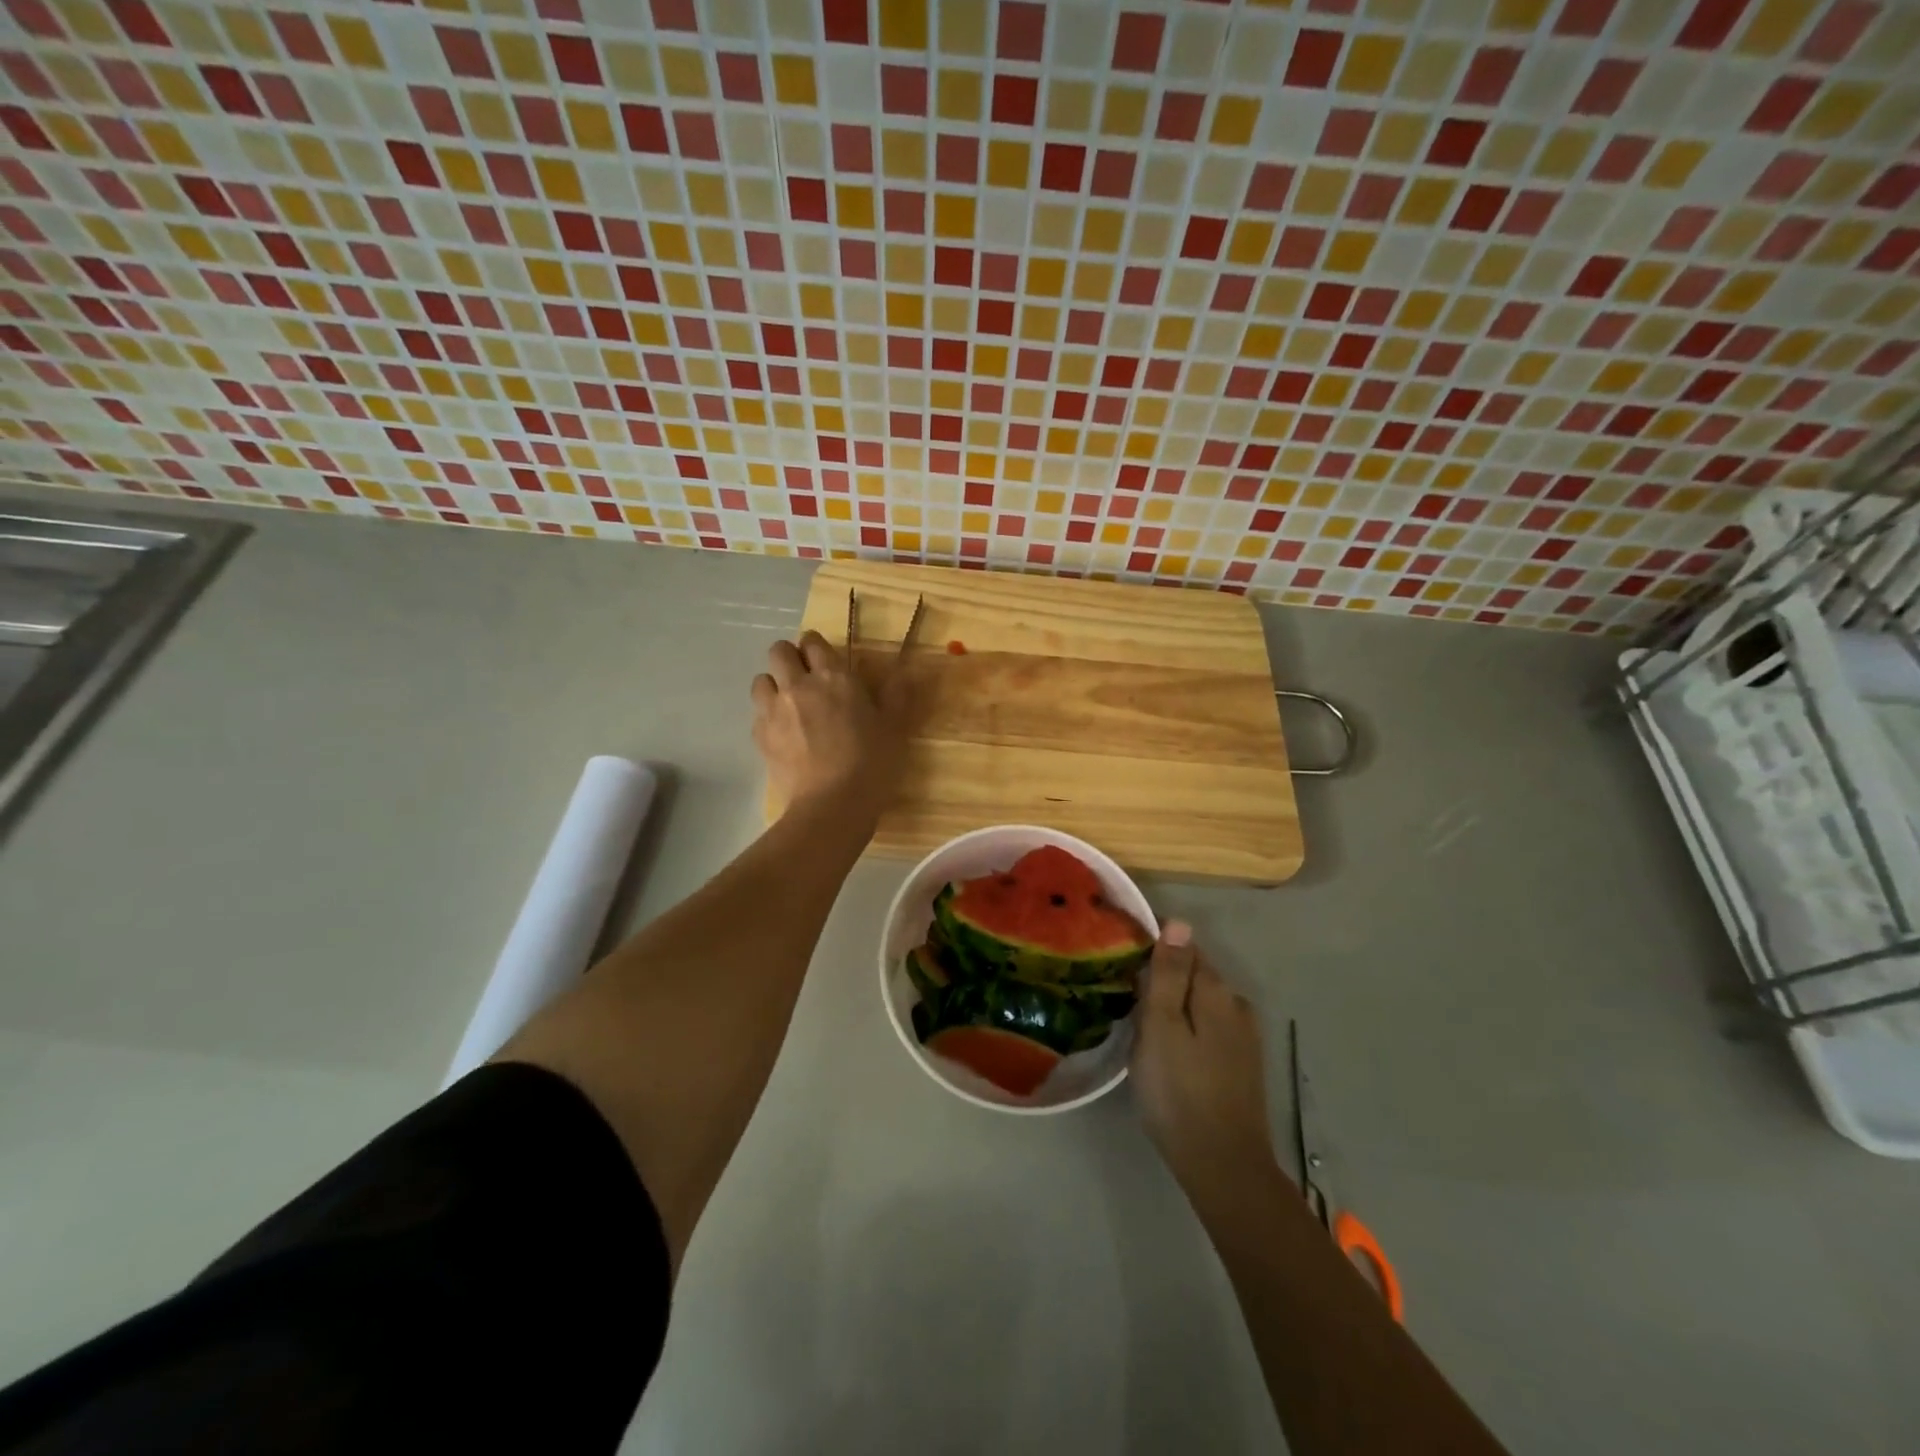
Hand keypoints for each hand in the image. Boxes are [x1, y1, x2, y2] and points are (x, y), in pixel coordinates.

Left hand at [751, 630, 909, 818]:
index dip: (816, 646)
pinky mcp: (760, 737)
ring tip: (790, 705)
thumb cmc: (871, 762)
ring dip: (774, 686)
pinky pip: (757, 714)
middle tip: (806, 679)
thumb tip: (905, 671)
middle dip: (789, 658)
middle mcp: (798, 685)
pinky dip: (767, 717)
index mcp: (833, 676)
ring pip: (761, 680)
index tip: (825, 660)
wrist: (832, 805)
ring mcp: (773, 710)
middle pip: (778, 652)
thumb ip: (897, 695)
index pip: (813, 641)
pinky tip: (783, 734)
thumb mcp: (895, 728)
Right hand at [1131, 922, 1279, 1202]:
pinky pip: (1209, 1026)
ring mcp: (1244, 1036)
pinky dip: (1187, 1026)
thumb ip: (1170, 973)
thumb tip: (1179, 922)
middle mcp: (1237, 1005)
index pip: (1185, 946)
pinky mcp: (1242, 1063)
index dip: (1153, 948)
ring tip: (1139, 1021)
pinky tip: (1168, 1048)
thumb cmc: (1179, 1091)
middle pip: (1194, 974)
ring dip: (1175, 1003)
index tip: (1121, 959)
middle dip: (1162, 976)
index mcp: (1217, 991)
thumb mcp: (1162, 1026)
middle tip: (1122, 993)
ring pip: (1201, 1002)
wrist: (1223, 1166)